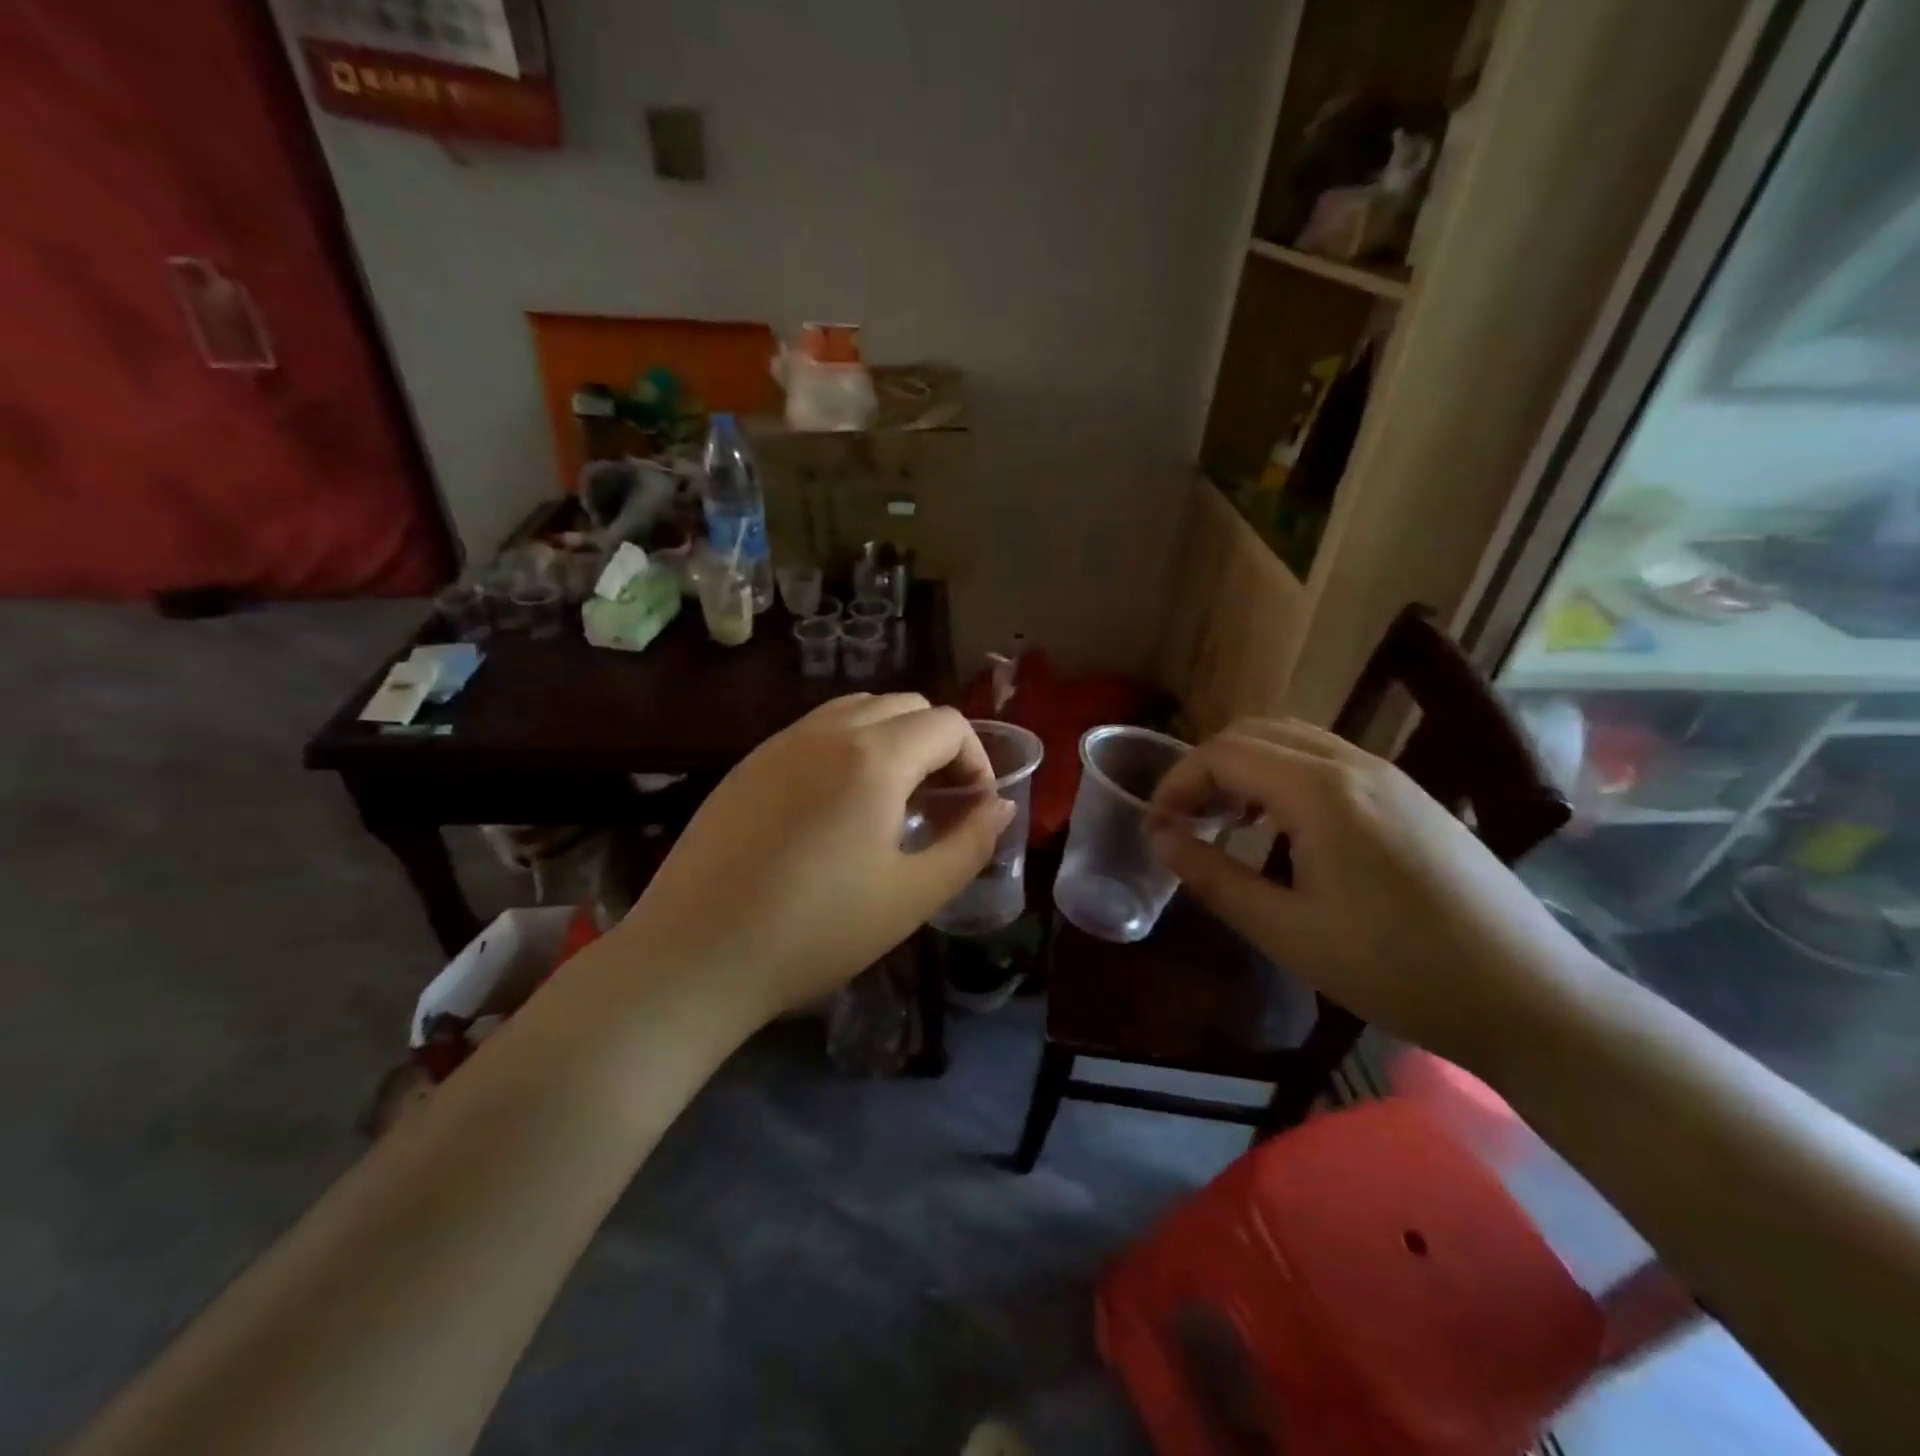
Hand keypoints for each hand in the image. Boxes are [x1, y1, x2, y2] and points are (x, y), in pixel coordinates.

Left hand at [615, 694, 1013, 1023]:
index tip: (974, 808)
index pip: (948, 724)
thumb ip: (969, 844)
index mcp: (875, 757)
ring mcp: (780, 743)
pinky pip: (814, 732)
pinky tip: (835, 806)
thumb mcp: (912, 896)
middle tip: (941, 801)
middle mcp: (827, 731)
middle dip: (938, 743)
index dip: (976, 760)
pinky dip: (846, 747)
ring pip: (857, 710)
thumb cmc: (816, 932)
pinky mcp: (747, 764)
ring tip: (892, 798)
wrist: (695, 956)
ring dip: (892, 738)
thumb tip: (1000, 807)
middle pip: (905, 705)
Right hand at [1150, 719, 1597, 1071]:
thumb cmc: (1396, 970)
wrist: (1529, 998)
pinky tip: (1283, 826)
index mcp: (1321, 791)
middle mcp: (1354, 764)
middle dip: (1207, 767)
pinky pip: (1327, 759)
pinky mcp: (1410, 795)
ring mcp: (1389, 774)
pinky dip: (1283, 774)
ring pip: (1293, 739)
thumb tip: (1162, 840)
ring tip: (1226, 819)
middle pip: (1256, 732)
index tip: (1156, 826)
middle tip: (1185, 819)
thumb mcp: (1286, 933)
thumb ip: (1214, 878)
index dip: (1177, 782)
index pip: (1224, 754)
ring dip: (1246, 766)